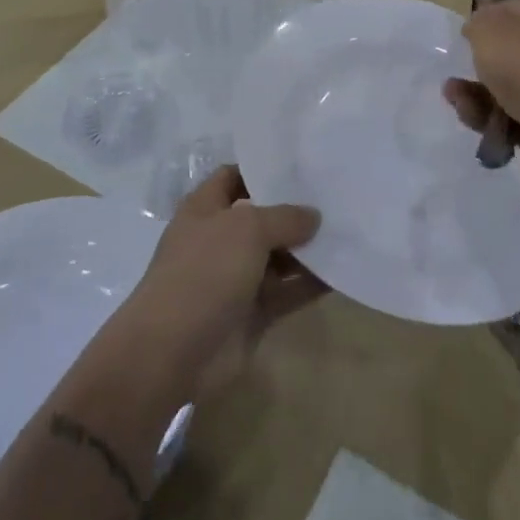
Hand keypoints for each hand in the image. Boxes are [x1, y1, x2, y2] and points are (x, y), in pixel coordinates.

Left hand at [121, 166, 324, 402]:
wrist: (172, 353)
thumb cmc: (204, 273)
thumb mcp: (247, 228)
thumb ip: (285, 217)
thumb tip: (313, 216)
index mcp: (205, 209)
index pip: (234, 177)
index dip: (263, 170)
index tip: (302, 166)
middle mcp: (219, 239)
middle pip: (261, 217)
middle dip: (295, 210)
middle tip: (337, 199)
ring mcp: (234, 278)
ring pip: (278, 256)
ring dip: (307, 249)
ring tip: (347, 233)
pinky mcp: (251, 313)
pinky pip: (287, 292)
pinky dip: (310, 284)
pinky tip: (341, 272)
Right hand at [443, 0, 519, 178]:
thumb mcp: (490, 27)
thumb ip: (478, 22)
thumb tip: (478, 28)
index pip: (514, 10)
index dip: (487, 17)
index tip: (464, 31)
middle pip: (505, 54)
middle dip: (476, 63)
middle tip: (457, 67)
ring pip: (499, 88)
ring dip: (472, 93)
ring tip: (454, 97)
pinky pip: (503, 117)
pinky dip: (484, 117)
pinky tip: (471, 116)